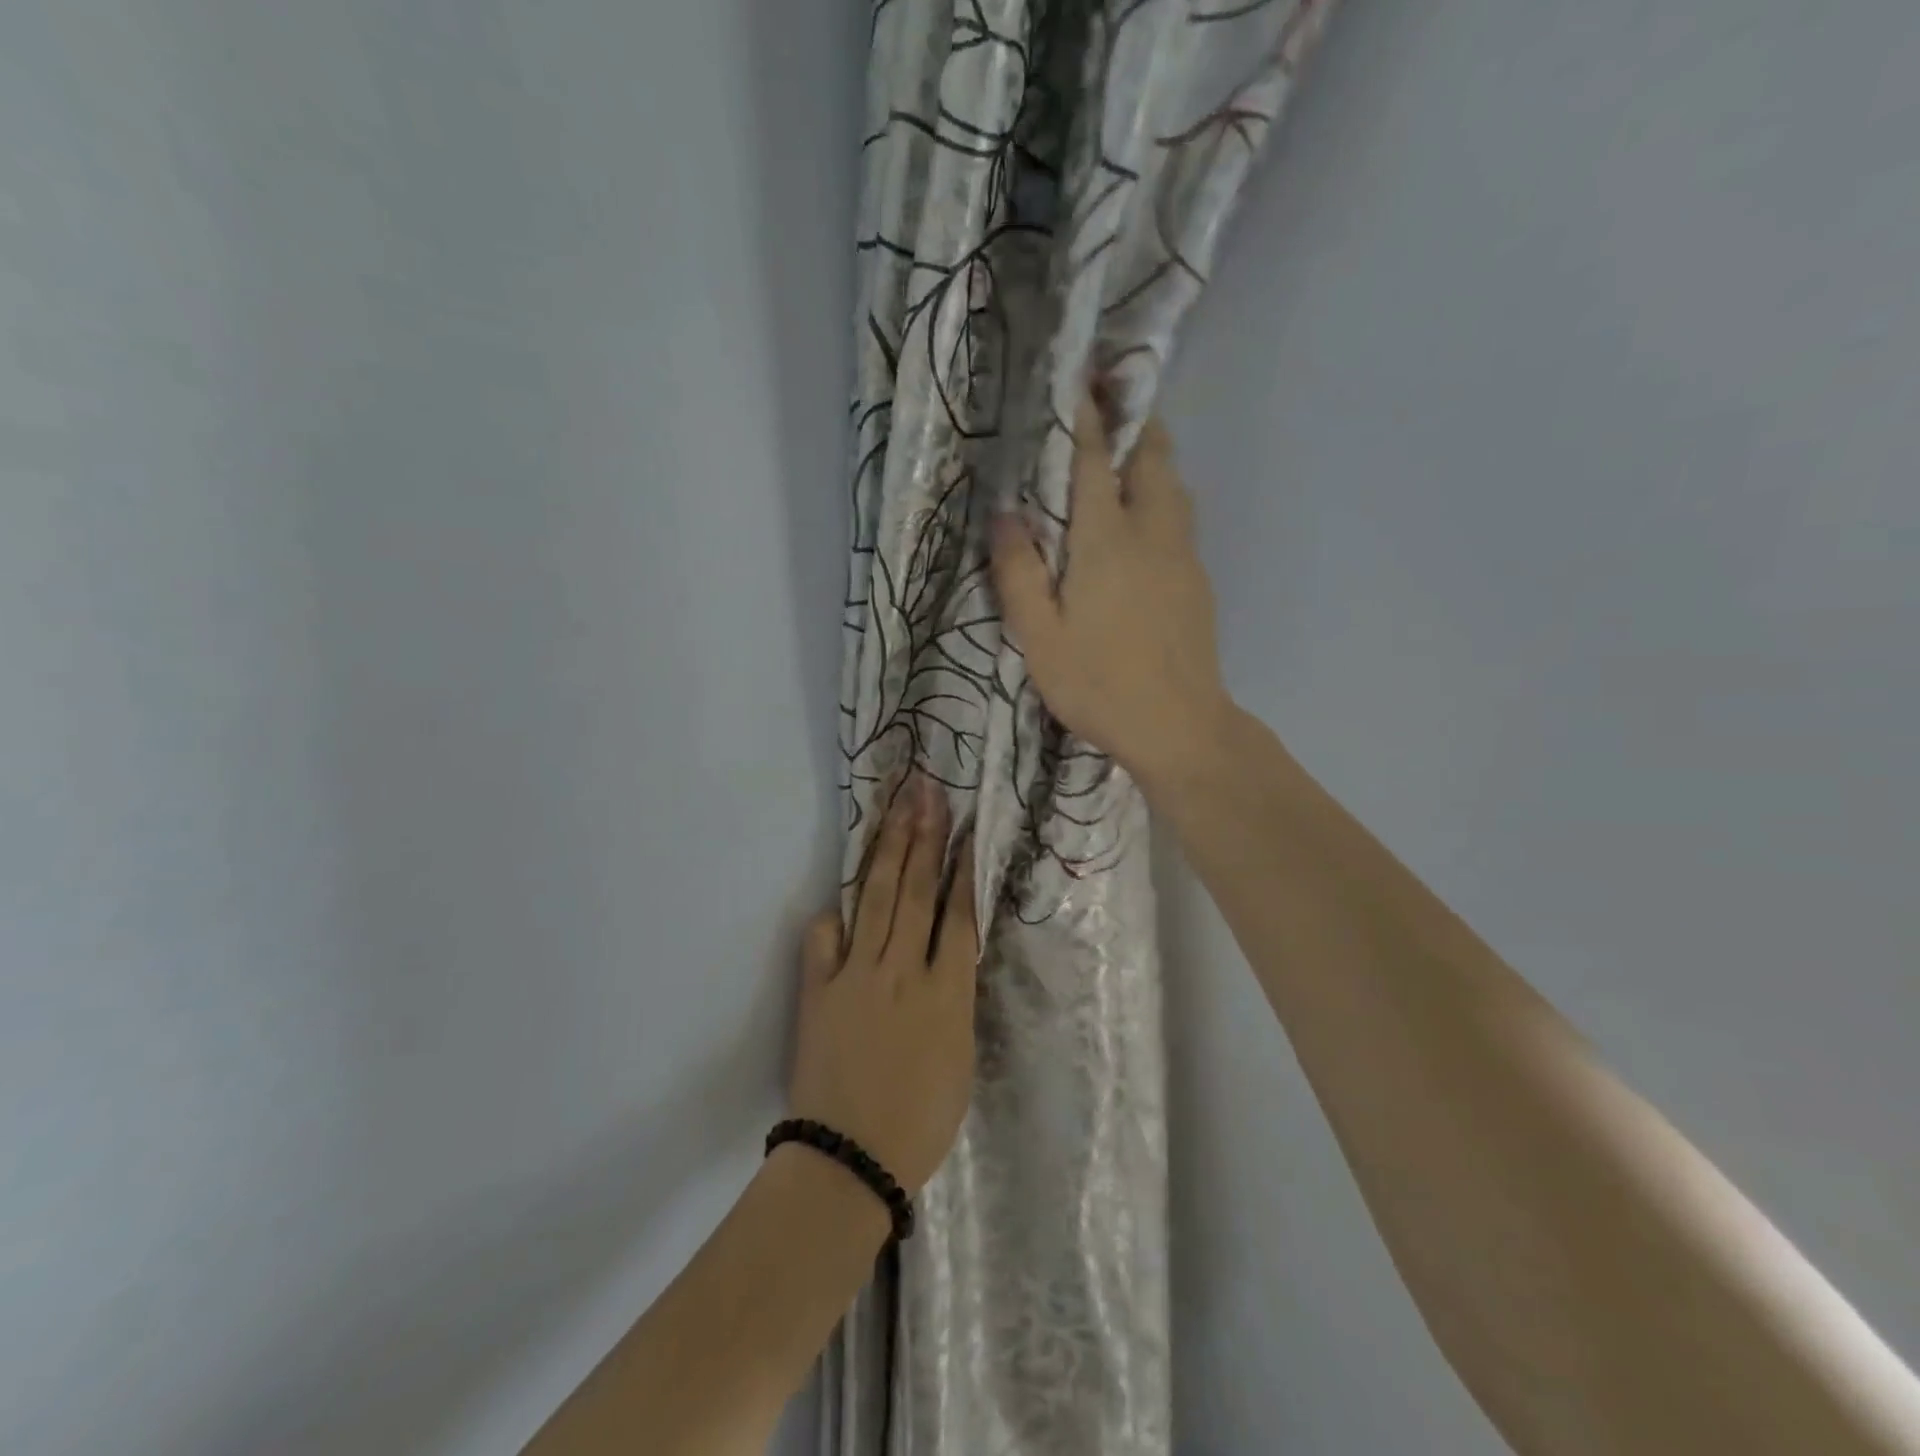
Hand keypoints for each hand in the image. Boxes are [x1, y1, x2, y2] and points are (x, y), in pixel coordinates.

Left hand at [788, 771, 977, 1193]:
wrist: (851, 1158)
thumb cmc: (920, 1120)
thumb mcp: (960, 1057)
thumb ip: (953, 999)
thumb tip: (946, 959)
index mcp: (947, 991)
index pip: (959, 914)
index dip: (962, 867)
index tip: (965, 828)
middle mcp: (903, 970)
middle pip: (916, 890)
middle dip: (924, 835)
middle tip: (928, 791)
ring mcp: (856, 975)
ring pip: (876, 899)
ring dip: (889, 850)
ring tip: (898, 809)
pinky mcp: (818, 990)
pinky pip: (824, 940)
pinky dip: (834, 919)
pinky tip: (841, 904)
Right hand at [991, 392, 1234, 790]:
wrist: (1179, 727)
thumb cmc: (1099, 684)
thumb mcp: (1039, 636)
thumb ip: (1019, 572)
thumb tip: (1006, 515)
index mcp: (1107, 540)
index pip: (1094, 458)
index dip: (1084, 413)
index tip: (1077, 375)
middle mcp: (1152, 532)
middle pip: (1152, 456)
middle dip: (1131, 422)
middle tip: (1103, 409)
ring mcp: (1183, 555)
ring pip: (1173, 485)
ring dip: (1150, 459)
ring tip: (1119, 460)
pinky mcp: (1197, 580)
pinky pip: (1179, 518)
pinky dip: (1160, 497)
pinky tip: (1138, 524)